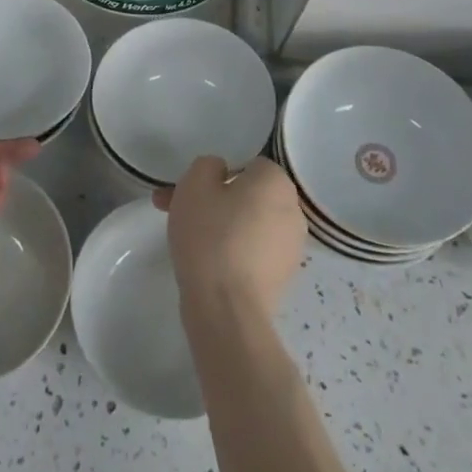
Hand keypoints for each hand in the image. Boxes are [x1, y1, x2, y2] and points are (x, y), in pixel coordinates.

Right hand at [153, 155, 304, 318]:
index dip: (217, 174)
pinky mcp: (282, 277)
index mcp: (277, 182)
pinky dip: (232, 250)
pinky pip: (253, 250)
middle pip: (248, 195)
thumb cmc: (210, 234)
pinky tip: (206, 262)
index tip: (190, 188)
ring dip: (221, 224)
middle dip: (214, 199)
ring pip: (248, 223)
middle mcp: (293, 210)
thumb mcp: (195, 183)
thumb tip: (221, 173)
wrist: (226, 307)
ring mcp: (291, 247)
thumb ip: (208, 165)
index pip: (248, 164)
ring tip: (184, 237)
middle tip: (178, 209)